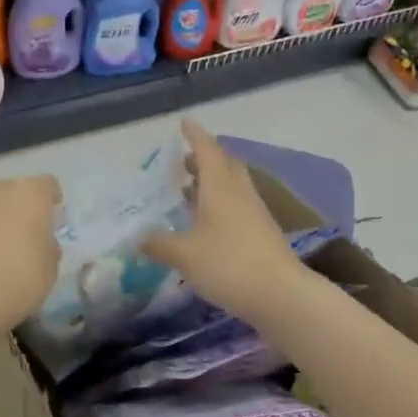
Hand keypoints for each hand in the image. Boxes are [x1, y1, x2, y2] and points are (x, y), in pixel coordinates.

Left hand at [0, 176, 62, 339]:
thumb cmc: (18, 281)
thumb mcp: (51, 269)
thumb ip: (48, 247)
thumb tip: (40, 242)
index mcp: (28, 194)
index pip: (47, 185)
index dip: (52, 202)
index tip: (53, 224)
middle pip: (13, 192)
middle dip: (20, 210)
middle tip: (25, 240)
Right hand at [142, 120, 305, 321]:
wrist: (279, 294)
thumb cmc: (227, 265)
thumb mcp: (184, 255)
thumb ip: (159, 244)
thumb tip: (138, 238)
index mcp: (220, 187)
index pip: (207, 151)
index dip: (195, 135)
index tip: (185, 122)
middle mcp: (239, 193)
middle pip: (224, 165)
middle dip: (204, 158)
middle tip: (184, 162)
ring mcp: (254, 213)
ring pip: (232, 186)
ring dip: (212, 182)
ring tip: (190, 191)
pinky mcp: (262, 233)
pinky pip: (238, 206)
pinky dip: (220, 204)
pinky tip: (207, 223)